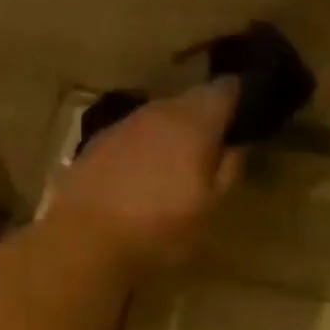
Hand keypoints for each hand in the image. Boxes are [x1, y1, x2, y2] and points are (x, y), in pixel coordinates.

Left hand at [45, 80, 244, 273]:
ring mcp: (123, 125)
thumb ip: (228, 171)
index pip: (226, 89)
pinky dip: (141, 151)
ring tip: (173, 168)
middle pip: (189, 102)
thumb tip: (237, 146)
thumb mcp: (209, 209)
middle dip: (202, 120)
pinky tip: (137, 179)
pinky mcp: (95, 144)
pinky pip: (130, 138)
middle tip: (210, 151)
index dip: (239, 99)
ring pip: (157, 119)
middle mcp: (159, 111)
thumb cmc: (158, 229)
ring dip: (169, 136)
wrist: (84, 240)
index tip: (245, 118)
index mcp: (194, 121)